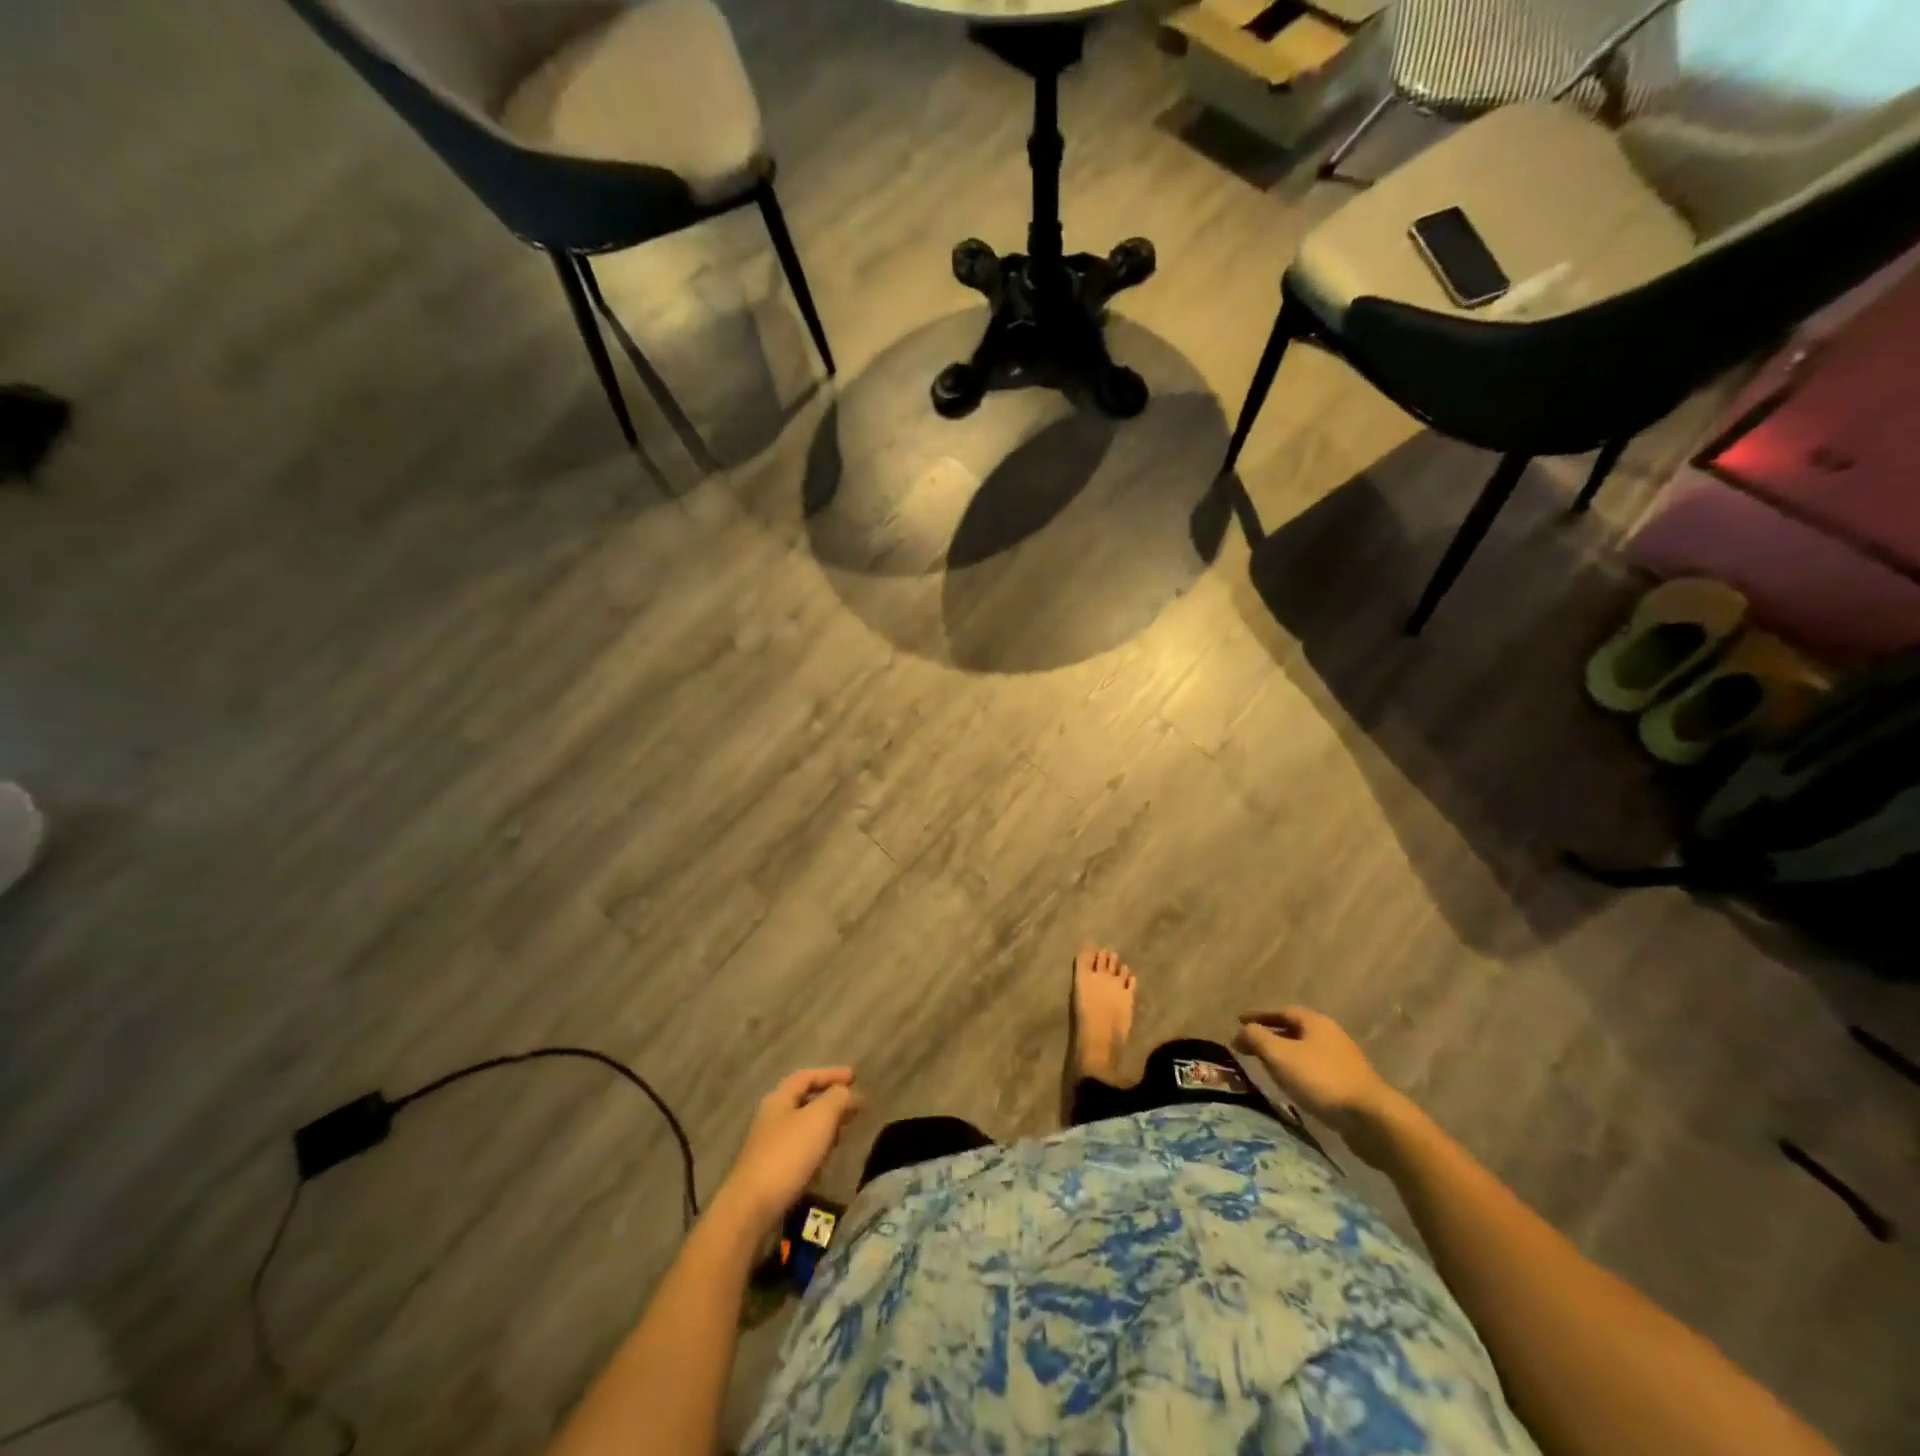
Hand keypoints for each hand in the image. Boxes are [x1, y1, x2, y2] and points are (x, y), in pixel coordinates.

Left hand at [712, 1068, 864, 1236]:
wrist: (751, 1208)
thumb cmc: (787, 1155)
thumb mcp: (819, 1118)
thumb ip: (837, 1098)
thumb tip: (846, 1092)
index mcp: (779, 1099)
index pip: (807, 1076)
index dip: (831, 1073)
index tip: (855, 1077)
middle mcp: (771, 1117)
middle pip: (804, 1100)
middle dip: (831, 1100)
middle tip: (854, 1106)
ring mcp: (767, 1145)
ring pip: (802, 1126)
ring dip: (825, 1124)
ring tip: (844, 1131)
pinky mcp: (769, 1171)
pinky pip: (798, 1149)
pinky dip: (816, 1146)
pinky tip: (825, 1158)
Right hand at [1234, 1008, 1401, 1158]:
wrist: (1372, 1119)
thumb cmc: (1321, 1079)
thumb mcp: (1279, 1055)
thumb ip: (1256, 1038)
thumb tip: (1240, 1032)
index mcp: (1315, 1022)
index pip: (1281, 1011)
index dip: (1258, 1016)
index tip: (1238, 1022)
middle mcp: (1331, 1035)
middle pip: (1295, 1030)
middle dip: (1272, 1035)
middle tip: (1251, 1045)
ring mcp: (1344, 1060)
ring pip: (1306, 1051)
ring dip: (1286, 1055)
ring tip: (1268, 1066)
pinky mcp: (1351, 1084)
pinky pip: (1316, 1070)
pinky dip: (1299, 1072)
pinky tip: (1293, 1086)